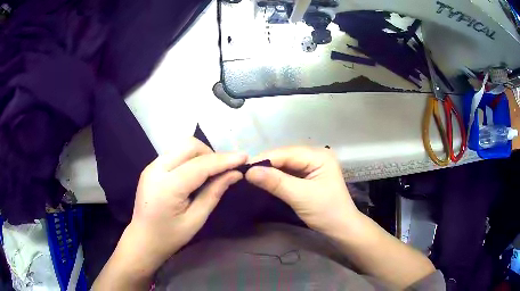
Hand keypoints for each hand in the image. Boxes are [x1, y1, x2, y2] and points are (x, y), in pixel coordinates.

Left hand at [128, 137, 247, 265]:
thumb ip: (214, 193)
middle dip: (210, 153)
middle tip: (222, 171)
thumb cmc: (170, 236)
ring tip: (210, 172)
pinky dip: (189, 158)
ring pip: (181, 146)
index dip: (224, 160)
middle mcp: (156, 169)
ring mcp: (151, 166)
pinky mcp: (151, 167)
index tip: (244, 157)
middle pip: (189, 145)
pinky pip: (174, 153)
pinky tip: (194, 174)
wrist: (142, 239)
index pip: (200, 165)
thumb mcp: (196, 219)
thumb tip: (235, 174)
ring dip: (200, 154)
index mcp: (167, 187)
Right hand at [245, 147, 359, 234]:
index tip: (242, 167)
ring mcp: (311, 166)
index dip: (264, 159)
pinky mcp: (307, 176)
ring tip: (249, 175)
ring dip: (269, 170)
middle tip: (243, 172)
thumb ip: (276, 182)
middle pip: (285, 156)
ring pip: (285, 164)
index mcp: (319, 155)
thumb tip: (249, 171)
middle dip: (265, 164)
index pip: (286, 153)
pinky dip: (275, 177)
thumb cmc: (326, 212)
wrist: (340, 228)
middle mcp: (315, 156)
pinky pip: (288, 173)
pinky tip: (263, 180)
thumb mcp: (300, 196)